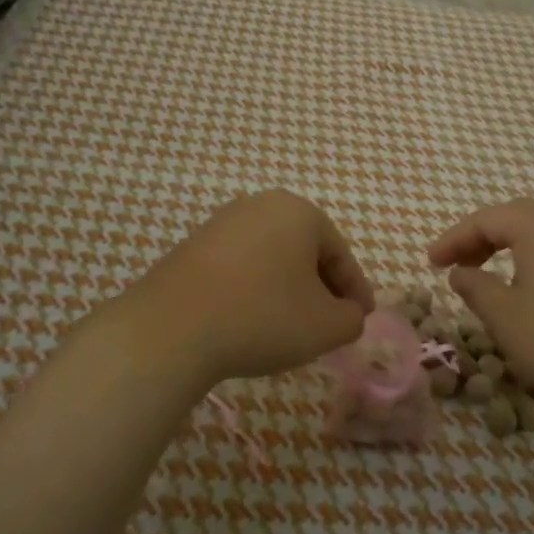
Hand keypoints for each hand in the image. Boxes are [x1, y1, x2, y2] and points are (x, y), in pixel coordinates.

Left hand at [122, 190, 373, 385]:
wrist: (172, 328)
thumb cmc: (263, 317)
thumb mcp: (326, 326)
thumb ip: (352, 318)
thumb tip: (348, 314)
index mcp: (300, 212)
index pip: (341, 254)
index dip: (356, 291)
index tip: (361, 320)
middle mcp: (261, 205)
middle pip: (305, 251)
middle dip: (321, 287)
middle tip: (329, 323)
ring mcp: (222, 223)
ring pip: (272, 258)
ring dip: (287, 289)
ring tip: (290, 326)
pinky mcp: (192, 246)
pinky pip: (240, 267)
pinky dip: (255, 290)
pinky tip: (251, 320)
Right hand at [427, 199, 533, 419]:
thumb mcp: (505, 318)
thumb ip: (475, 288)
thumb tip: (461, 273)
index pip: (486, 220)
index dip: (453, 239)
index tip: (430, 263)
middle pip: (517, 219)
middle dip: (481, 239)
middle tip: (456, 265)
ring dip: (511, 250)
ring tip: (490, 279)